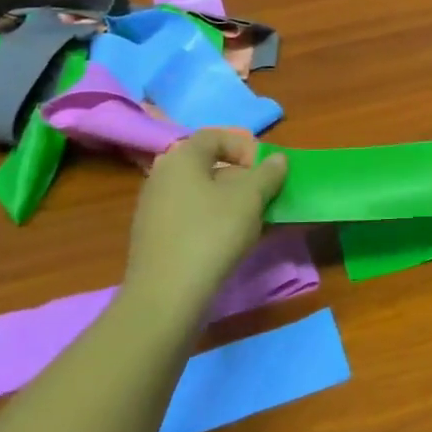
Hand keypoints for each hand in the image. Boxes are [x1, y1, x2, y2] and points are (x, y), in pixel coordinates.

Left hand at [122, 129, 288, 309]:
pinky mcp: (154, 237)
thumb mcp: (250, 199)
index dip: (245, 147)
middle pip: (208, 165)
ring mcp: (153, 208)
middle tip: (265, 195)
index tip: (266, 169)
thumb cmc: (211, 234)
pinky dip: (213, 220)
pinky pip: (190, 215)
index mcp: (181, 159)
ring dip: (230, 200)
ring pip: (201, 192)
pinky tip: (230, 241)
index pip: (215, 136)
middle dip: (242, 177)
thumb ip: (268, 173)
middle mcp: (161, 176)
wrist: (166, 295)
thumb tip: (278, 159)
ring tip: (254, 221)